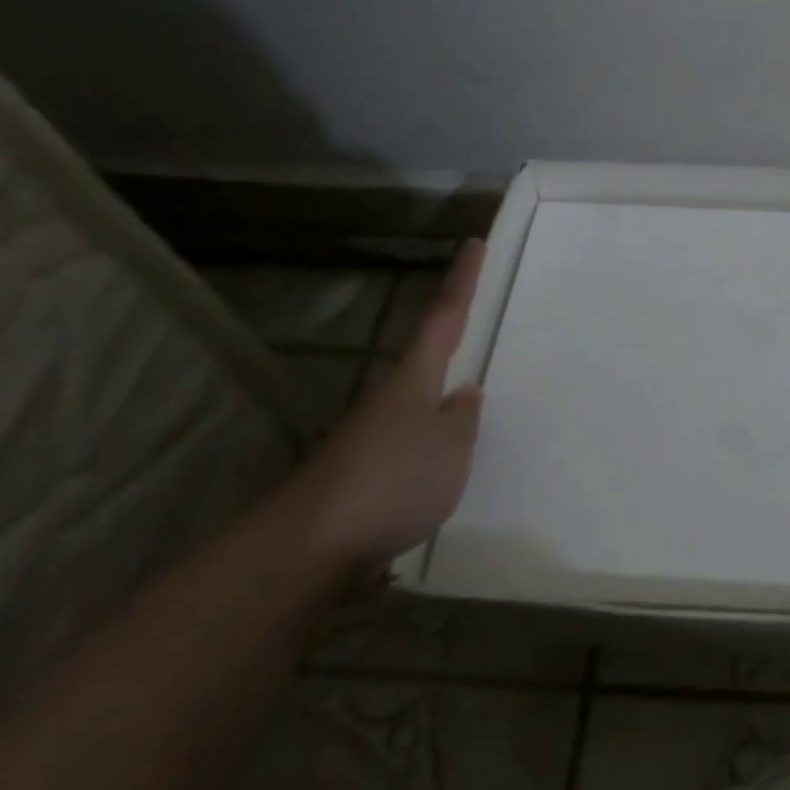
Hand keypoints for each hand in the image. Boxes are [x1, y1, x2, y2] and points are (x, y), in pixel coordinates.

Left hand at [296, 240, 487, 565]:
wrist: (310, 546)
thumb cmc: (393, 479)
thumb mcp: (450, 446)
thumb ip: (463, 418)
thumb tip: (464, 394)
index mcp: (414, 377)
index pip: (444, 316)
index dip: (462, 280)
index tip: (473, 243)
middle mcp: (390, 396)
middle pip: (425, 355)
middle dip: (451, 336)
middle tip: (479, 320)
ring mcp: (371, 434)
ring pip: (417, 400)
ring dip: (442, 395)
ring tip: (474, 401)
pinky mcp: (363, 471)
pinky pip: (410, 439)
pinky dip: (431, 438)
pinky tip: (444, 462)